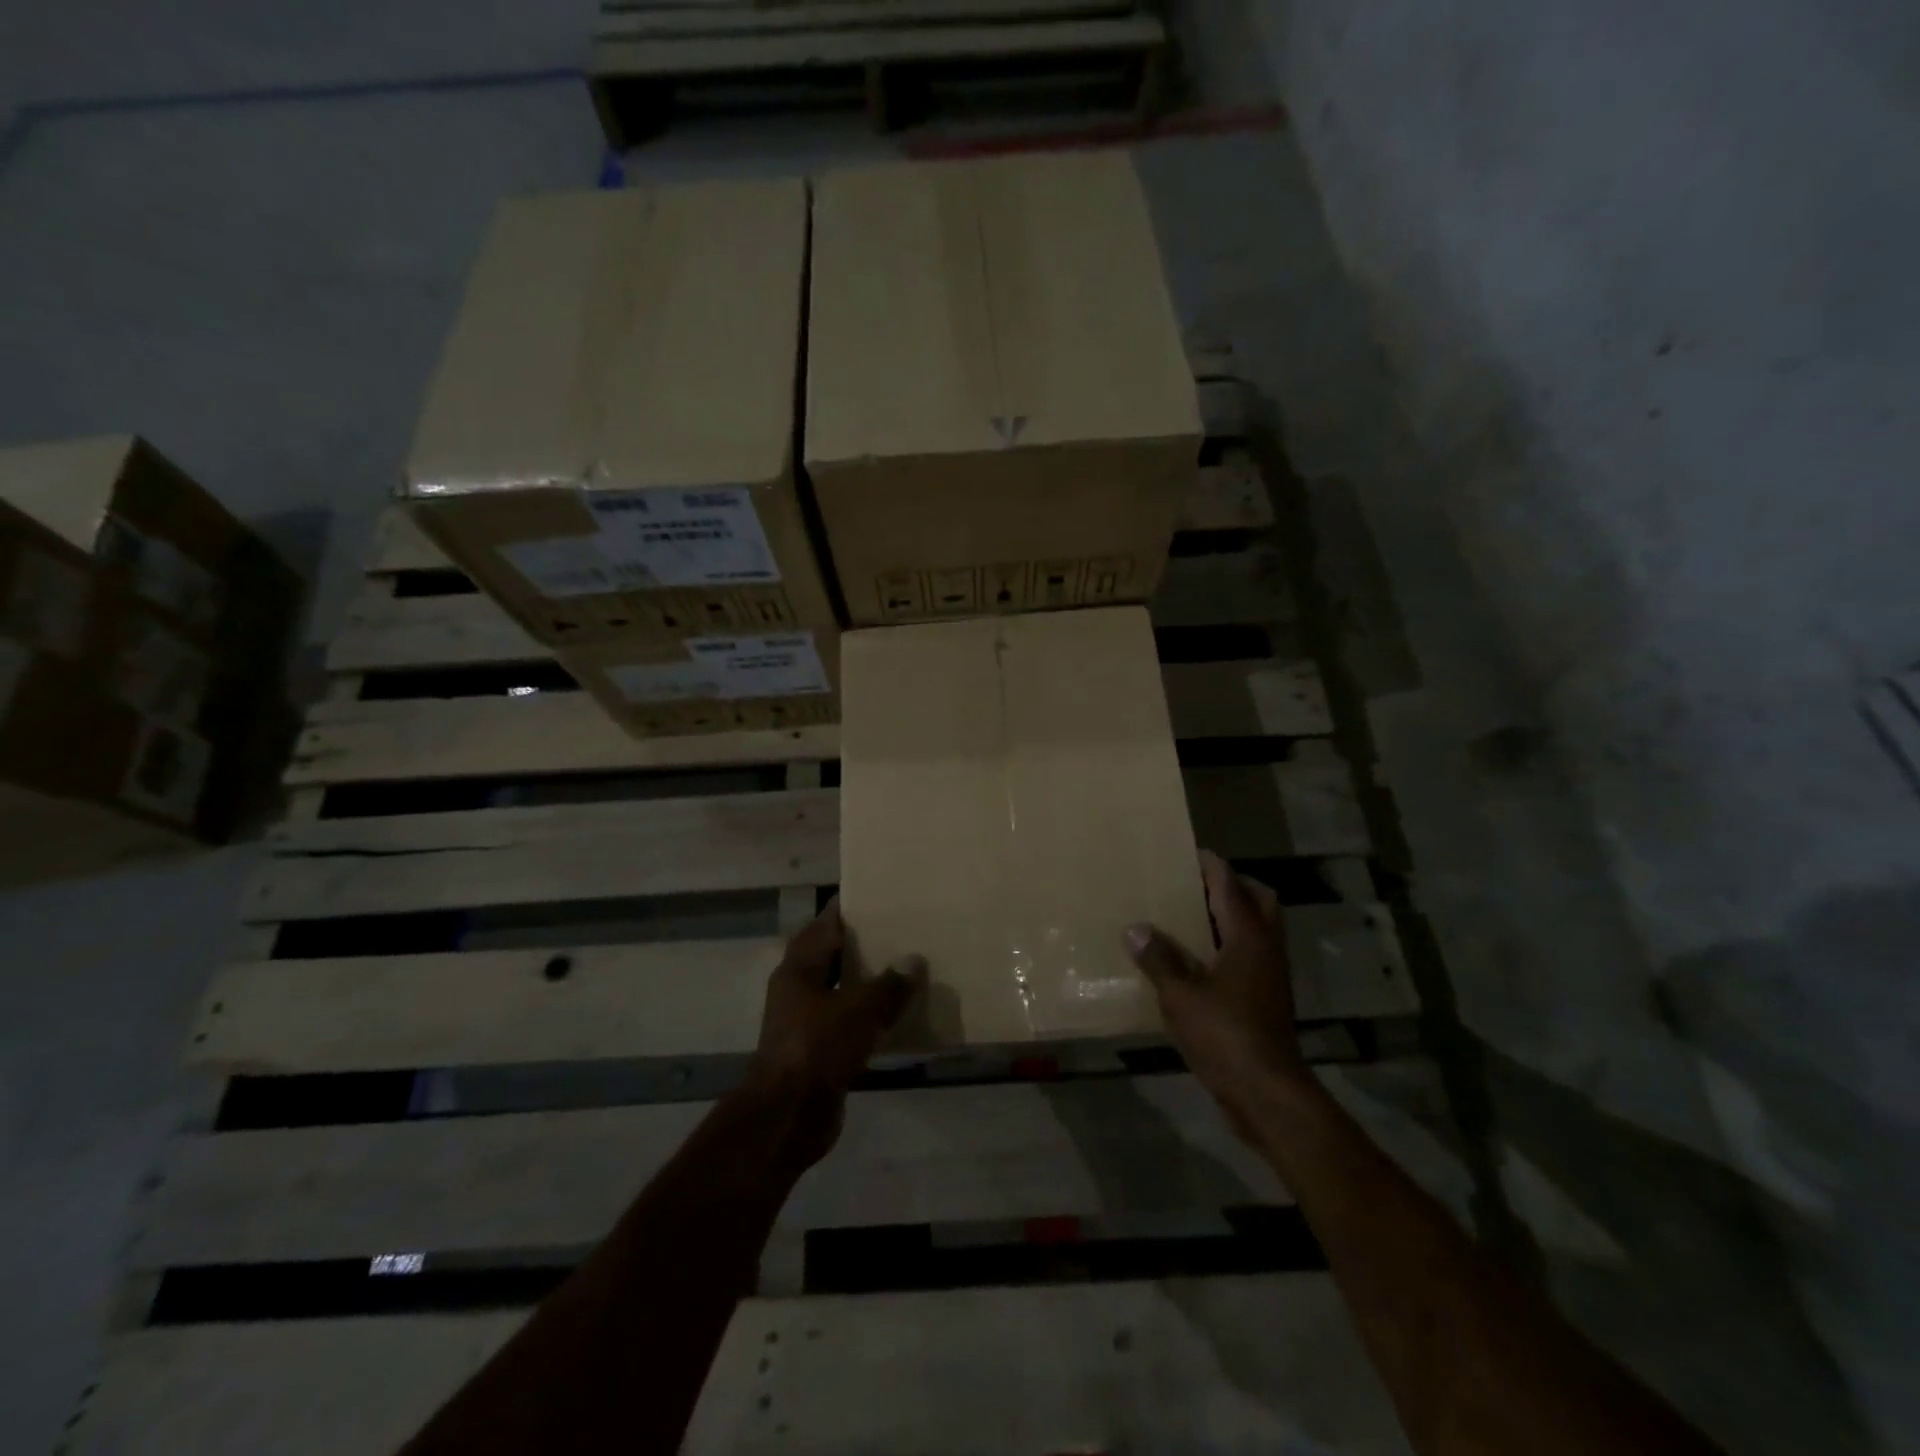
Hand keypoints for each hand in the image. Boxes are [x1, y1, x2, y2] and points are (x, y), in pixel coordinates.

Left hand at [742, 897, 926, 1165]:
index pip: (824, 925)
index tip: (878, 896)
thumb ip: (889, 985)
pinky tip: (898, 1015)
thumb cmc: (817, 1048)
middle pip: (832, 956)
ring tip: (906, 969)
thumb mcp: (859, 1010)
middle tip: (900, 930)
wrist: (788, 1116)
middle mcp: (798, 990)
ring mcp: (806, 1022)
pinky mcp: (818, 1051)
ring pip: (841, 991)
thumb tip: (914, 960)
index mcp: (799, 969)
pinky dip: (869, 1016)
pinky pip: (848, 1023)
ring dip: (867, 982)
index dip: (847, 909)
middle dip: (862, 944)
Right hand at [1124, 850, 1311, 1131]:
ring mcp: (1270, 976)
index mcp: (1248, 936)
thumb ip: (1158, 958)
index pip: (1230, 885)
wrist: (1266, 1093)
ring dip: (1231, 917)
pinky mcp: (1266, 1000)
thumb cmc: (1225, 1034)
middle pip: (1258, 901)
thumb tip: (1135, 928)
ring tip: (1191, 918)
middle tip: (1195, 885)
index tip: (1188, 853)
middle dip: (1231, 886)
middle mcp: (1266, 948)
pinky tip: (1197, 961)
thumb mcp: (1180, 995)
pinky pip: (1250, 957)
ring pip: (1257, 930)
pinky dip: (1228, 947)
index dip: (1210, 865)